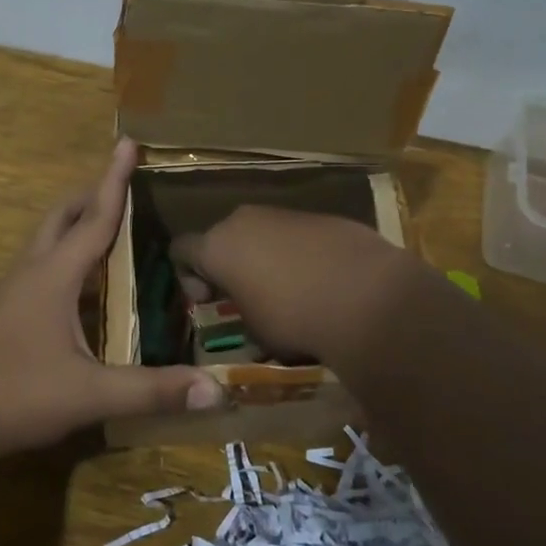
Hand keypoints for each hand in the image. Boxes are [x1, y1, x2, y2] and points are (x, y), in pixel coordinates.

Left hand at [0, 139, 225, 456]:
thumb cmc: (12, 393)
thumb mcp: (88, 394)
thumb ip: (150, 390)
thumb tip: (215, 389)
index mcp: (55, 275)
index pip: (95, 217)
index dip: (114, 180)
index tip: (127, 142)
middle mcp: (33, 272)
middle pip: (62, 217)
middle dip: (91, 195)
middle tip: (122, 187)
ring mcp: (14, 293)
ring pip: (47, 241)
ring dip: (76, 224)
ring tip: (107, 227)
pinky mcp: (6, 314)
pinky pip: (41, 267)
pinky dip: (66, 257)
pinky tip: (84, 287)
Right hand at [169, 206, 413, 362]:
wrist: (366, 296)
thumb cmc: (293, 317)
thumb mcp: (255, 331)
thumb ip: (242, 314)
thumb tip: (249, 315)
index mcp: (218, 245)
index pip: (180, 250)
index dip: (187, 275)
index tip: (207, 301)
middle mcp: (245, 220)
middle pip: (223, 237)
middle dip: (230, 264)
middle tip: (245, 297)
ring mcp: (286, 214)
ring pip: (263, 233)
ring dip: (266, 258)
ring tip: (289, 293)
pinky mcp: (323, 217)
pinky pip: (298, 236)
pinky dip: (300, 255)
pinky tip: (321, 283)